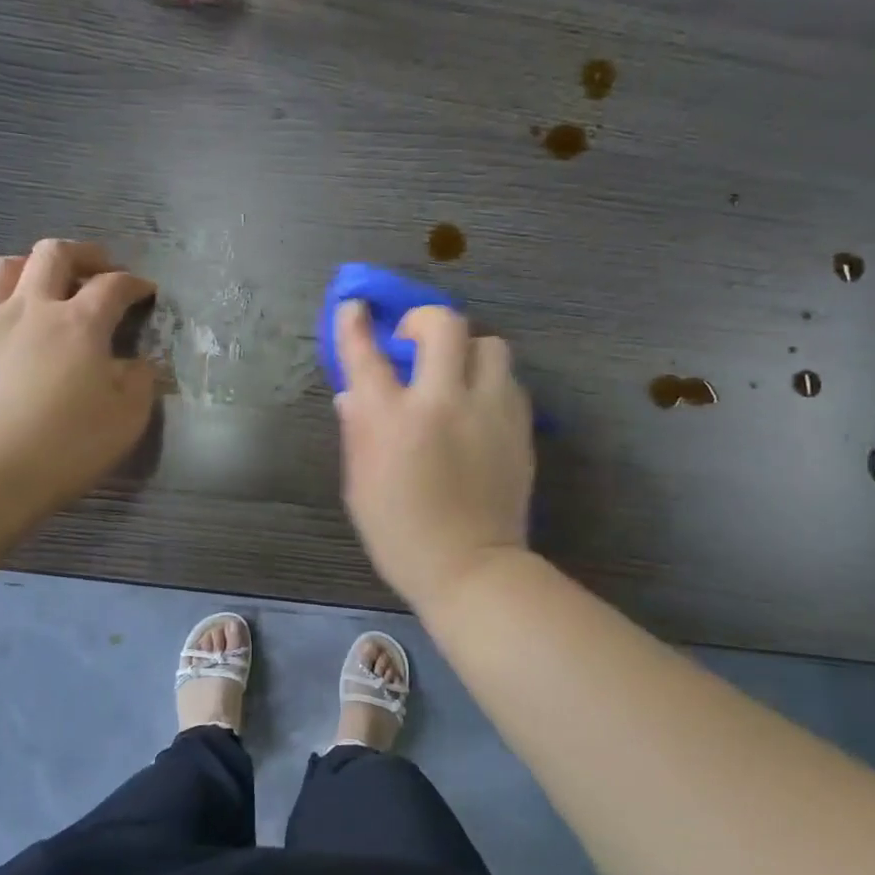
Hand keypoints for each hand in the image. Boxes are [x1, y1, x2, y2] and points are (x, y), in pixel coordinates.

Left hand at [0, 239, 157, 506]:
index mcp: (80, 324)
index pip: (112, 286)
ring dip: (30, 266)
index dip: (133, 283)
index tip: (145, 291)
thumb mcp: (127, 419)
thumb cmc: (67, 446)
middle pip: (55, 254)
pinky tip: (2, 326)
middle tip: (98, 268)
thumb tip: (135, 363)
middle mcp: (32, 307)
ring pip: (5, 266)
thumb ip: (138, 382)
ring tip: (42, 282)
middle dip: (83, 254)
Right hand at [333, 301, 535, 608]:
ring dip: (466, 350)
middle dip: (424, 320)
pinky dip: (489, 381)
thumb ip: (357, 431)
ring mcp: (488, 411)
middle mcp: (442, 402)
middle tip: (414, 341)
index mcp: (392, 420)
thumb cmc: (400, 533)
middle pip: (444, 324)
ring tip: (454, 374)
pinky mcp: (519, 426)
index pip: (367, 353)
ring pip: (490, 344)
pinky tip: (478, 404)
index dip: (356, 324)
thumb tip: (354, 393)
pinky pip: (508, 380)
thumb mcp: (360, 484)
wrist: (469, 567)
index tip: (355, 308)